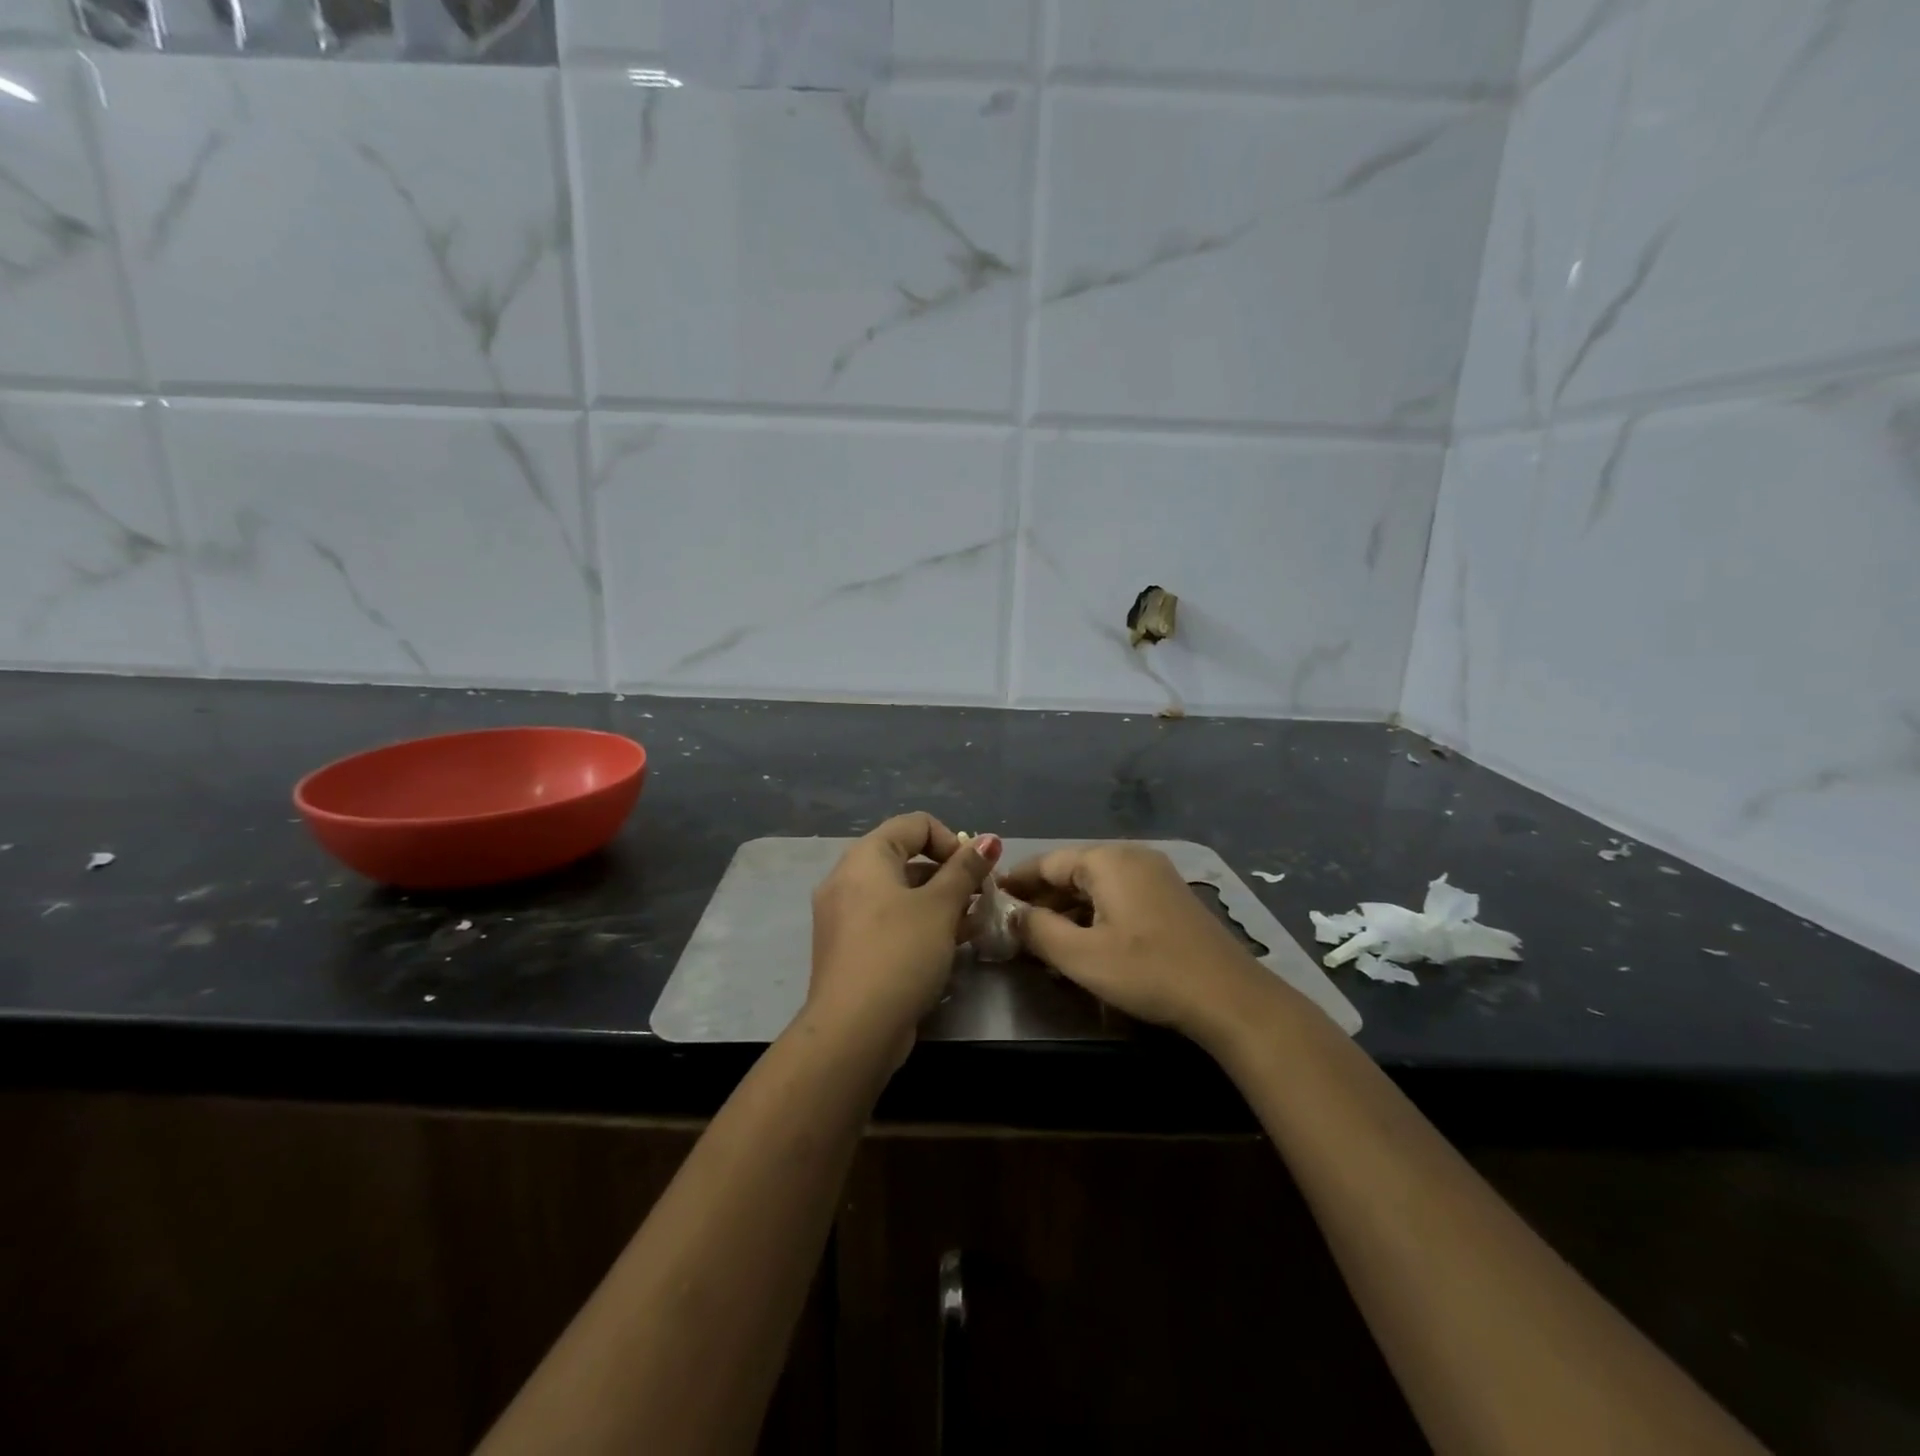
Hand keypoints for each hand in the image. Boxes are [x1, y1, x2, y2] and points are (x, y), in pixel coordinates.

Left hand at [806, 813, 1001, 1056]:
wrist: (854, 1030)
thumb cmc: (900, 953)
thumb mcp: (940, 907)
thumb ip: (965, 869)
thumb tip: (988, 839)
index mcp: (865, 857)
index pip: (916, 824)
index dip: (952, 841)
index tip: (975, 872)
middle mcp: (848, 878)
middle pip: (908, 858)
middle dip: (950, 874)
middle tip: (980, 899)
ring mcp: (845, 915)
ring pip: (901, 893)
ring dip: (939, 901)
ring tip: (973, 924)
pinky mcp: (850, 947)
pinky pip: (889, 920)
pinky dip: (919, 924)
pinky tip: (949, 944)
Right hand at [1000, 842, 1279, 1045]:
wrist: (1229, 998)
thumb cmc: (1149, 972)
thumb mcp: (1081, 957)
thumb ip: (1038, 931)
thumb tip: (1012, 915)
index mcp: (1107, 860)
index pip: (1046, 862)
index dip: (1016, 881)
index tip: (990, 898)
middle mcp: (1130, 856)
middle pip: (1071, 871)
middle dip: (1041, 898)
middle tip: (1013, 926)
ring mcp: (1154, 874)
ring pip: (1095, 885)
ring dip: (1067, 910)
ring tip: (1042, 940)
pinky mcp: (1168, 897)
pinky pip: (1118, 896)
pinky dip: (1094, 915)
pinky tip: (1082, 943)